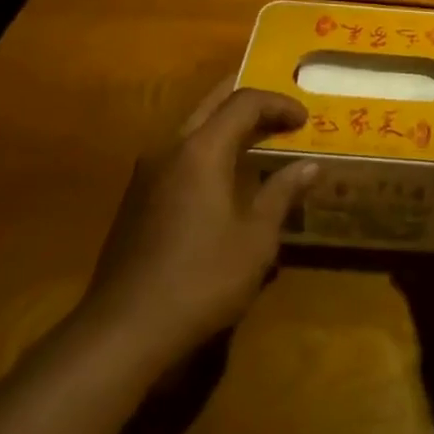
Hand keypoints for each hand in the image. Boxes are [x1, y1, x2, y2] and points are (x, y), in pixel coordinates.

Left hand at [78, 81, 317, 369]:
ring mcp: (147, 173)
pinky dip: (208, 149)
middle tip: (281, 112)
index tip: (305, 119)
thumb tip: (310, 165)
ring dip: (227, 125)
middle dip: (249, 101)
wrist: (122, 332)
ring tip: (258, 140)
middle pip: (213, 103)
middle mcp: (170, 148)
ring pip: (193, 126)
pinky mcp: (136, 199)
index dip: (278, 104)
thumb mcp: (256, 239)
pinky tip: (223, 178)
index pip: (245, 102)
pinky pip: (179, 154)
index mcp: (201, 149)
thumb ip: (282, 193)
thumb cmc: (201, 279)